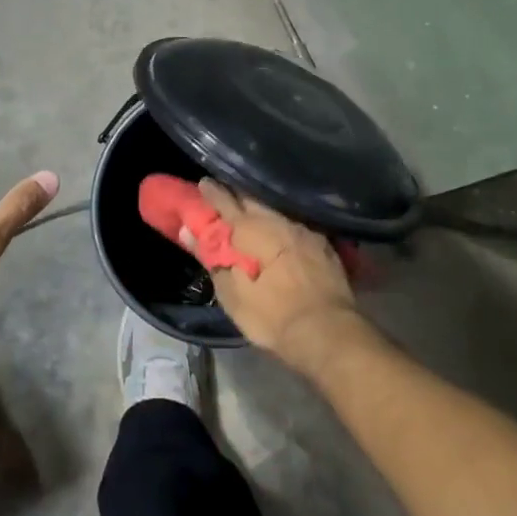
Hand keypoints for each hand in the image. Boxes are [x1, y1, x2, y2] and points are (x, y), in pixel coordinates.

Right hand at [179, 180, 359, 370]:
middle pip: (253, 201)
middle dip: (237, 196)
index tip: (203, 183)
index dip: (212, 193)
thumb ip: (212, 258)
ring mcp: (304, 231)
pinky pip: (295, 225)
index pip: (226, 203)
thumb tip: (188, 231)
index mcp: (253, 230)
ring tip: (251, 211)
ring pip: (276, 211)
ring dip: (261, 209)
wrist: (328, 332)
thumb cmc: (273, 315)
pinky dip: (282, 225)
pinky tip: (281, 231)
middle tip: (225, 194)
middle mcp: (279, 222)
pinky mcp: (323, 245)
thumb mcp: (232, 294)